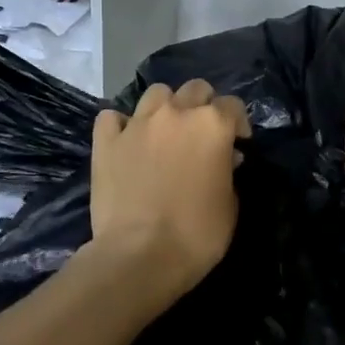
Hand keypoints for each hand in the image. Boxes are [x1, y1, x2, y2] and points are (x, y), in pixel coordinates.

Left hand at [89, 79, 251, 300]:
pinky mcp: (106, 141)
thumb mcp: (230, 205)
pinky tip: (127, 140)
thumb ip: (229, 172)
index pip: (233, 105)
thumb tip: (224, 158)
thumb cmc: (197, 234)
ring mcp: (137, 124)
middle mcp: (176, 113)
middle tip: (202, 134)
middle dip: (203, 105)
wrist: (140, 255)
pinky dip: (121, 124)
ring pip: (156, 93)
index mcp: (212, 125)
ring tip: (165, 132)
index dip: (237, 123)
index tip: (237, 144)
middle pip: (195, 89)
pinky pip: (113, 117)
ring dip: (166, 107)